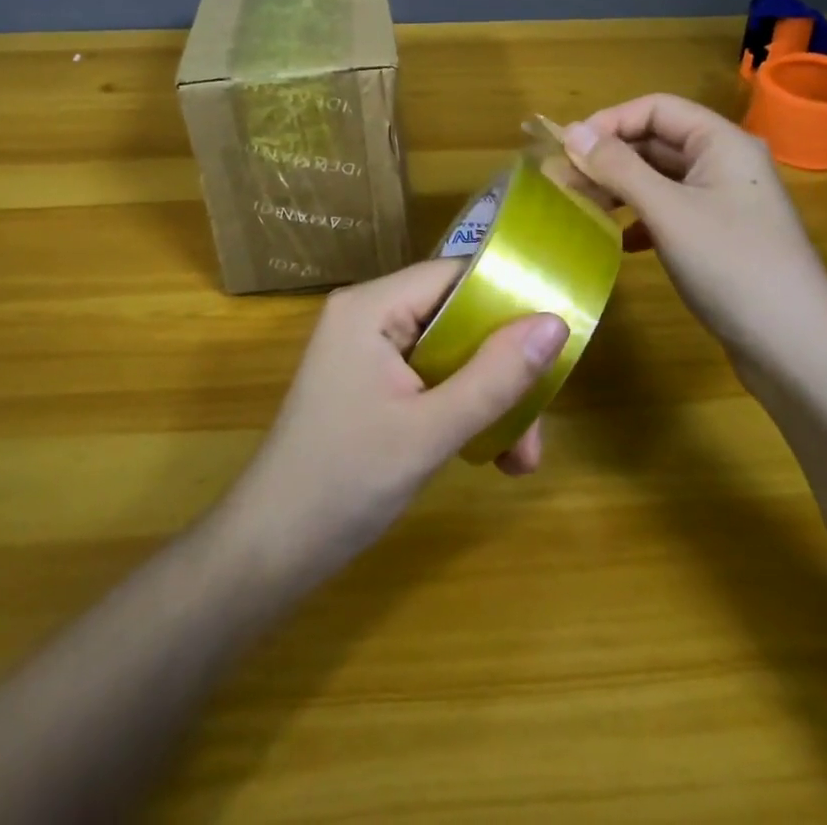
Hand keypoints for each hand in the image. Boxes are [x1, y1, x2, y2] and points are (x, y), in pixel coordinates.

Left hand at [220, 260, 567, 587]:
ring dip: (488, 399)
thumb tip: (556, 323)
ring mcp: (367, 351)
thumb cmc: (345, 482)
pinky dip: (461, 409)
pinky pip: (430, 378)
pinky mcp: (369, 383)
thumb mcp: (431, 431)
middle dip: (502, 370)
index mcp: (371, 306)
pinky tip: (489, 454)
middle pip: (456, 318)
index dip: (508, 299)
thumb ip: (495, 375)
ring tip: (519, 458)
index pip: (455, 275)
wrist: (270, 551)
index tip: (554, 339)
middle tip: (536, 426)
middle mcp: (368, 315)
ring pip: (449, 353)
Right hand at [560, 94, 826, 377]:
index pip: (656, 108)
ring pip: (660, 179)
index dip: (609, 122)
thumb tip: (571, 131)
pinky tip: (618, 241)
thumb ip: (618, 168)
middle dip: (608, 157)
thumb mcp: (667, 211)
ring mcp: (724, 202)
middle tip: (562, 181)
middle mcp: (725, 163)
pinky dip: (640, 219)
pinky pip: (670, 212)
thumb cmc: (731, 265)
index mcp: (722, 142)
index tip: (566, 148)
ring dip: (620, 188)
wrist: (797, 349)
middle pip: (657, 142)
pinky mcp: (720, 238)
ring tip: (581, 208)